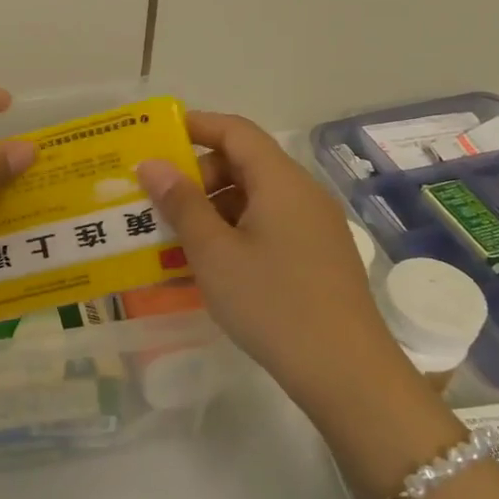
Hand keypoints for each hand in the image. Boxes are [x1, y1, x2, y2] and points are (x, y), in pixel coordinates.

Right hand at [136, 112, 393, 397]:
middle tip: (159, 201)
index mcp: (281, 181)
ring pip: (255, 197)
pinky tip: (212, 264)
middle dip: (198, 174)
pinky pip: (269, 224)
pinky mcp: (318, 255)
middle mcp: (302, 193)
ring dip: (213, 207)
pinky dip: (235, 230)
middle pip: (245, 162)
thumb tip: (153, 164)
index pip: (235, 130)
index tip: (155, 139)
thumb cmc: (272, 303)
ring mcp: (315, 225)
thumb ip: (181, 203)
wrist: (345, 372)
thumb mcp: (214, 253)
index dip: (195, 126)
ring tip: (177, 237)